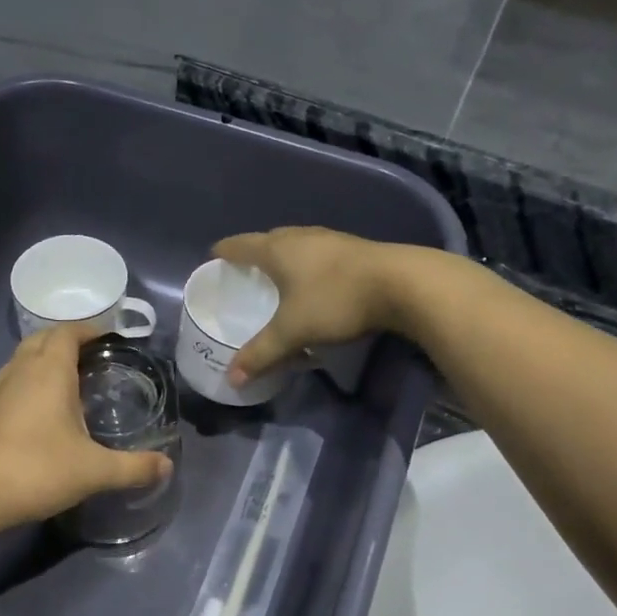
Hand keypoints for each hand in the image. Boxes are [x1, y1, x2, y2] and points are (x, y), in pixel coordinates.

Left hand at [0, 323, 173, 533]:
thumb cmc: (39, 470)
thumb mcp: (95, 471)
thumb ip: (134, 467)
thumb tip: (167, 467)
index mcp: (49, 371)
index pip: (67, 332)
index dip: (88, 330)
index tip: (108, 338)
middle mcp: (20, 370)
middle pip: (42, 339)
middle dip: (66, 341)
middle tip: (92, 357)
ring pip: (22, 359)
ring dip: (44, 359)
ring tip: (68, 380)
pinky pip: (11, 381)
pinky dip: (28, 381)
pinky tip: (41, 410)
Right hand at [213, 227, 400, 383]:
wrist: (403, 284)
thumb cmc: (336, 300)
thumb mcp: (293, 332)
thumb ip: (261, 354)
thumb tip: (231, 379)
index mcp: (278, 249)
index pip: (240, 245)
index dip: (224, 252)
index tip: (213, 258)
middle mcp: (301, 237)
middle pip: (268, 239)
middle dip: (253, 254)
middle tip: (243, 272)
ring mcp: (330, 239)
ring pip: (296, 244)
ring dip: (283, 257)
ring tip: (277, 277)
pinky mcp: (354, 249)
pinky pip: (318, 253)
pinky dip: (307, 264)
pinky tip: (313, 282)